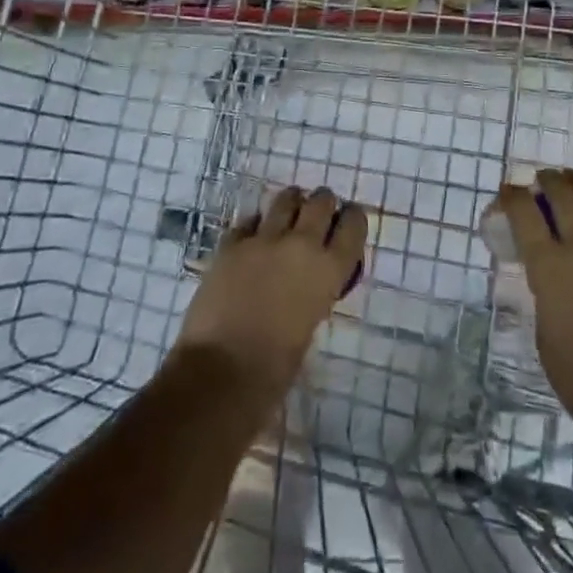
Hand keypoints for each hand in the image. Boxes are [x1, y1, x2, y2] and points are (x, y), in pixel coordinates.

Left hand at [176, 186, 368, 398]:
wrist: (220, 373)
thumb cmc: (274, 369)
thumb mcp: (310, 327)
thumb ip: (314, 294)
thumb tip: (307, 283)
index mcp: (328, 270)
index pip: (353, 225)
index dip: (352, 220)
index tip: (348, 221)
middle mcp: (301, 244)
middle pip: (321, 202)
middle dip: (323, 205)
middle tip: (319, 215)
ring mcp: (263, 239)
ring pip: (286, 200)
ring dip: (292, 203)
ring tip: (289, 213)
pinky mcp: (231, 243)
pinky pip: (250, 221)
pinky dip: (256, 225)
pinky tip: (254, 237)